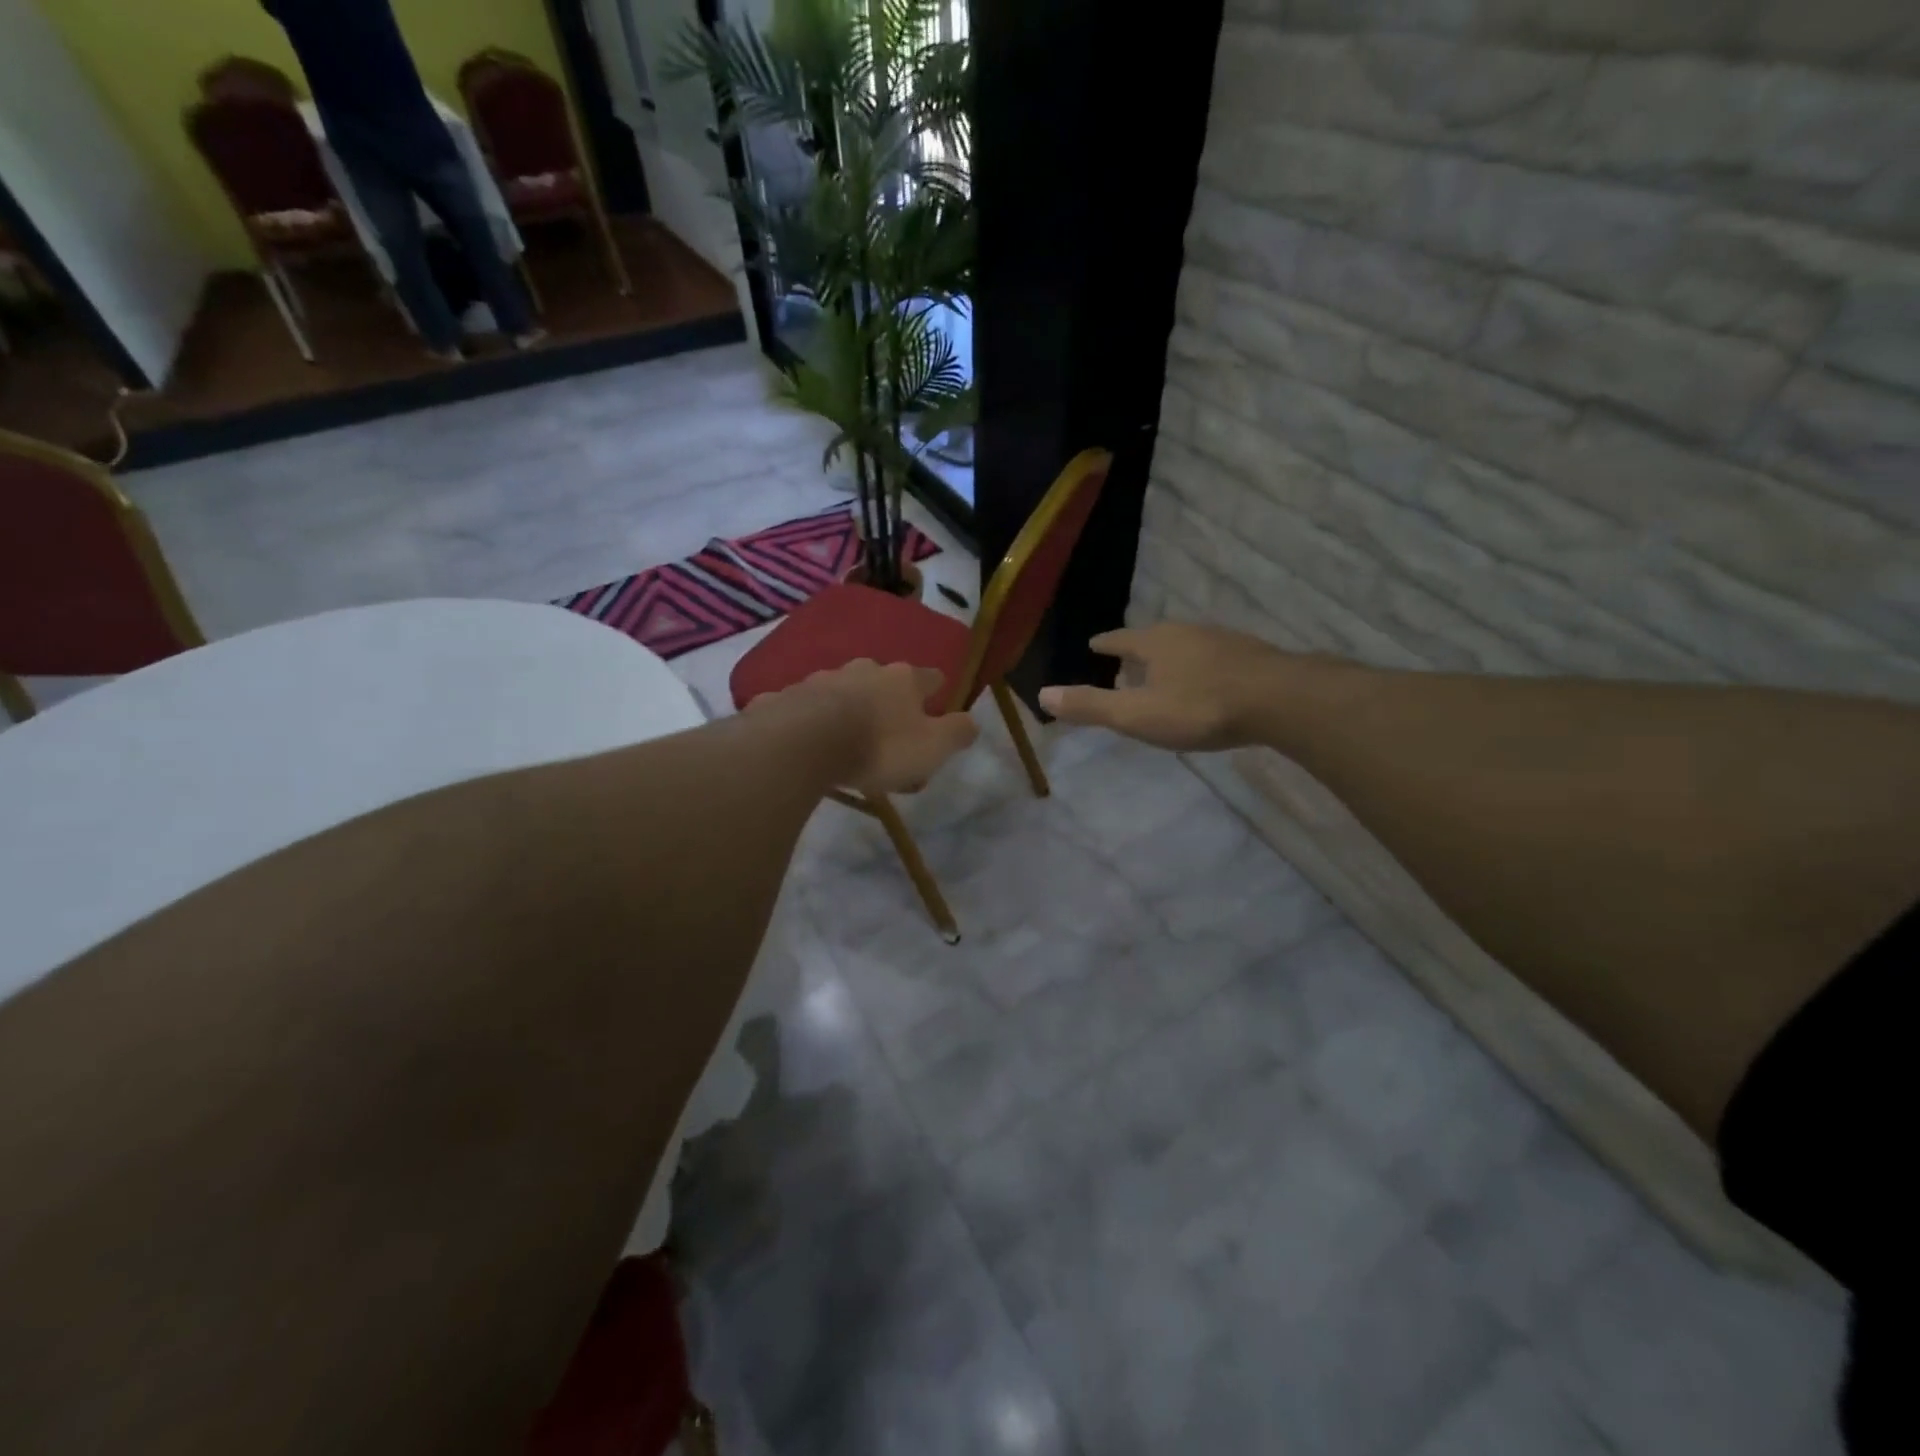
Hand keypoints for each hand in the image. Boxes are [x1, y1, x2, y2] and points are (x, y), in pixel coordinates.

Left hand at [759, 659, 978, 794]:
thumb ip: (957, 733)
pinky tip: (806, 740)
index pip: (930, 678)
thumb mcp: (932, 747)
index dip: (936, 691)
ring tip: (847, 740)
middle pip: (884, 681)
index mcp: (903, 679)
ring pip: (843, 691)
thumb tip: (973, 722)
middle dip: (888, 701)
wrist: (804, 743)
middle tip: (889, 733)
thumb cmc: (879, 746)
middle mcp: (864, 670)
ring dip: (849, 709)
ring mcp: (822, 679)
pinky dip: (810, 719)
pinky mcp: (787, 696)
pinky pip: (804, 706)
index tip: (937, 705)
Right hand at [1037, 623, 1292, 751]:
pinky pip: (1214, 658)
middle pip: (1154, 639)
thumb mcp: (1137, 715)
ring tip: (1165, 675)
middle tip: (1127, 664)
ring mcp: (1222, 641)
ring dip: (1171, 659)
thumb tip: (1042, 694)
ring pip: (1186, 646)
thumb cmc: (1199, 707)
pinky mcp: (1251, 655)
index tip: (1094, 644)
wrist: (1280, 700)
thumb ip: (1092, 706)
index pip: (1120, 639)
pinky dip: (1201, 668)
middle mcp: (1186, 633)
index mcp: (1154, 643)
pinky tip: (1208, 684)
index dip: (1105, 644)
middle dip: (1138, 651)